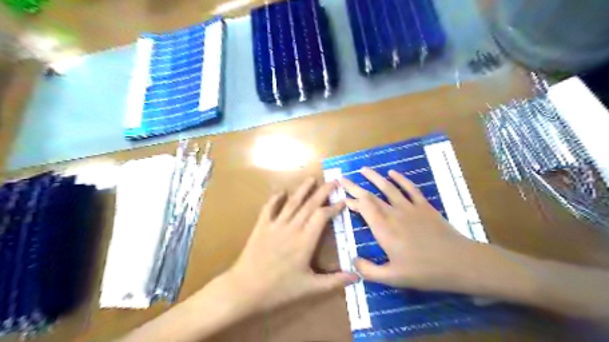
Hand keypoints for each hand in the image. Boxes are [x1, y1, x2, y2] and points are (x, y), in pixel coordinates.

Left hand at [224, 178, 357, 313]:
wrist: (245, 289)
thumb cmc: (280, 289)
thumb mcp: (310, 288)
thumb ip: (334, 281)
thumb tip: (357, 276)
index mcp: (305, 240)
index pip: (322, 216)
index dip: (334, 207)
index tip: (344, 200)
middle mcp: (292, 228)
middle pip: (310, 204)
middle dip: (323, 192)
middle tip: (333, 181)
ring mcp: (275, 225)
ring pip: (292, 203)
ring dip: (302, 190)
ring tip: (311, 179)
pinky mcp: (261, 227)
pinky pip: (269, 208)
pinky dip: (275, 199)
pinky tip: (281, 192)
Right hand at [342, 167, 485, 291]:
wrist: (459, 262)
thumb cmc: (424, 271)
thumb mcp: (393, 278)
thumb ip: (369, 271)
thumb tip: (353, 260)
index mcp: (384, 229)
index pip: (363, 208)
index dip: (352, 201)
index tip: (343, 197)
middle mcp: (393, 213)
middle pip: (371, 196)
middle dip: (355, 186)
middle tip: (343, 178)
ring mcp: (409, 207)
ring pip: (388, 187)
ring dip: (374, 177)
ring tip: (363, 169)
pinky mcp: (424, 206)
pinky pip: (410, 188)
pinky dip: (400, 179)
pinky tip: (392, 172)